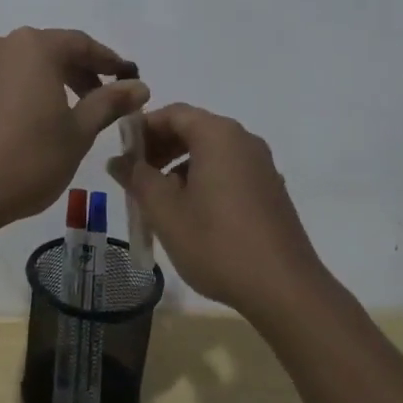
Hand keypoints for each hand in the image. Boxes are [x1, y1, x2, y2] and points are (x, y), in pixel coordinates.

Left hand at [0, 27, 148, 234]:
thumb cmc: (27, 161)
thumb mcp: (78, 134)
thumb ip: (108, 102)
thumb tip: (138, 85)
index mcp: (34, 47)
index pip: (80, 44)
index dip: (107, 61)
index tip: (126, 79)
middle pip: (46, 51)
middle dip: (74, 72)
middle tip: (96, 100)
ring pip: (14, 66)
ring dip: (38, 81)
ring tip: (53, 113)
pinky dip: (4, 94)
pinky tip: (10, 121)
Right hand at [108, 103, 326, 321]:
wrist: (284, 289)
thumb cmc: (217, 243)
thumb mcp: (165, 211)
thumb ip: (138, 178)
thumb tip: (118, 160)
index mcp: (218, 135)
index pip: (173, 113)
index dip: (143, 128)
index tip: (122, 152)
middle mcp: (243, 140)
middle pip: (193, 128)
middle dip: (160, 147)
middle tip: (135, 176)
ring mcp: (262, 165)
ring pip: (211, 151)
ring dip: (180, 165)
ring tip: (159, 198)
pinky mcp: (271, 189)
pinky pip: (229, 170)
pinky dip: (204, 178)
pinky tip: (192, 213)